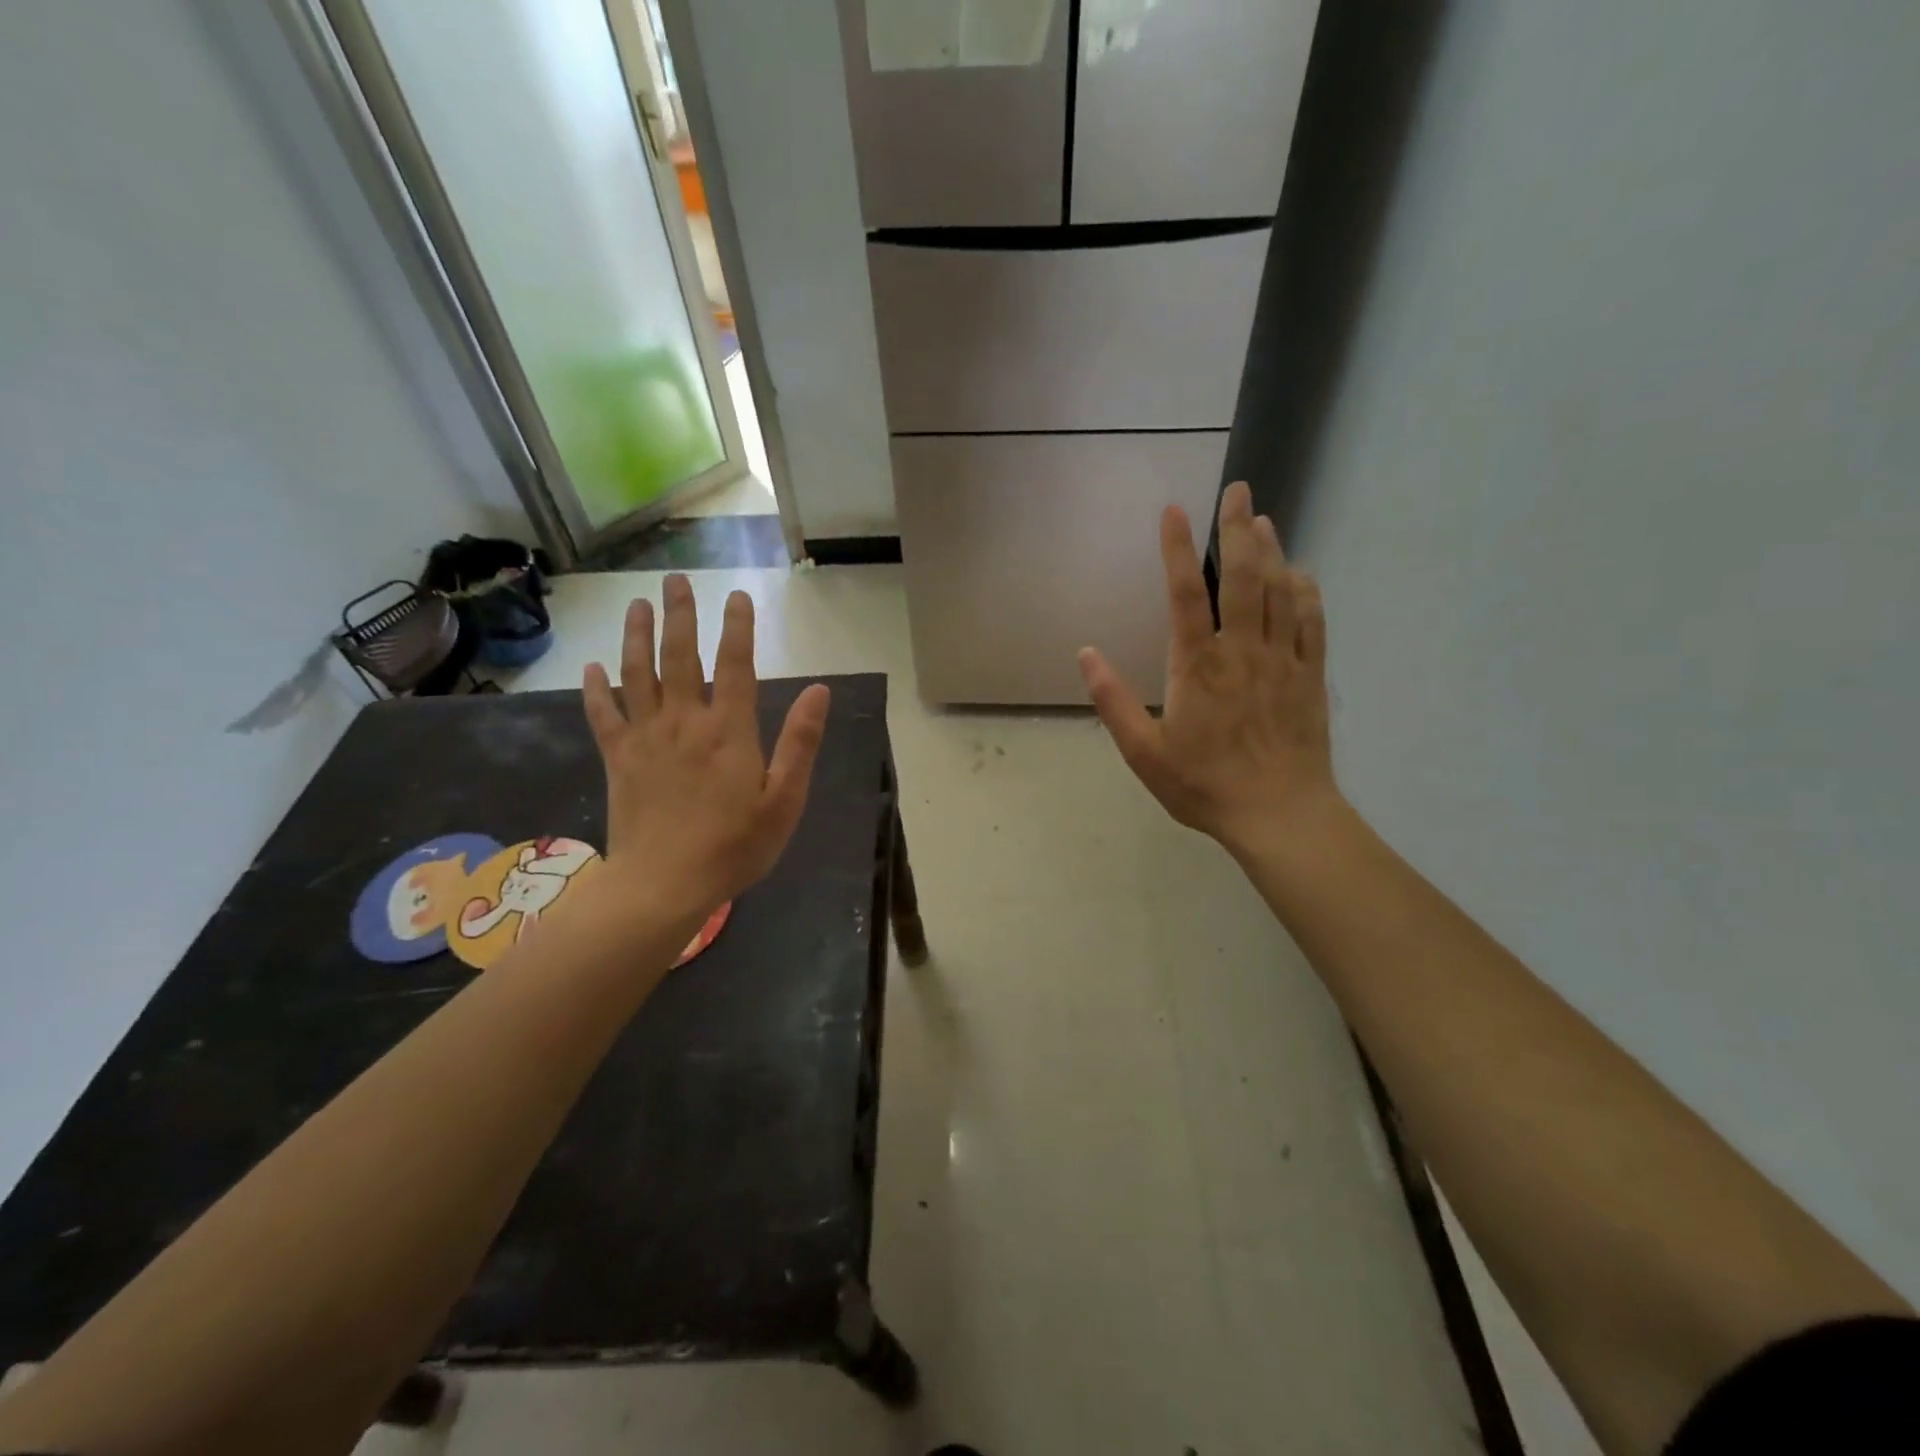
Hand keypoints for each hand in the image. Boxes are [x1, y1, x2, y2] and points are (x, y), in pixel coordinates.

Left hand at [582, 575, 829, 926]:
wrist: (664, 885)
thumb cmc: (734, 846)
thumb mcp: (784, 800)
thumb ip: (800, 742)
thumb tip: (819, 690)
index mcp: (729, 730)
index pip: (735, 665)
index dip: (738, 627)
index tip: (737, 596)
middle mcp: (684, 721)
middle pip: (679, 656)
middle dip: (679, 614)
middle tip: (675, 580)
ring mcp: (645, 737)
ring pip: (637, 674)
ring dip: (637, 635)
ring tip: (637, 604)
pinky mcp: (618, 759)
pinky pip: (603, 715)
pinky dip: (595, 689)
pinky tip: (591, 667)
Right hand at [1078, 481, 1339, 859]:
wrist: (1279, 815)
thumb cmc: (1204, 785)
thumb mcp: (1143, 753)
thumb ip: (1114, 701)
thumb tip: (1086, 654)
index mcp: (1197, 666)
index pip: (1186, 594)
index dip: (1178, 549)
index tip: (1174, 511)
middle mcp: (1242, 650)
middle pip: (1243, 576)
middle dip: (1238, 528)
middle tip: (1238, 489)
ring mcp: (1283, 660)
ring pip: (1281, 590)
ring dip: (1272, 550)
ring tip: (1263, 519)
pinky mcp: (1311, 676)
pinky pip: (1312, 622)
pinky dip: (1305, 591)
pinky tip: (1299, 574)